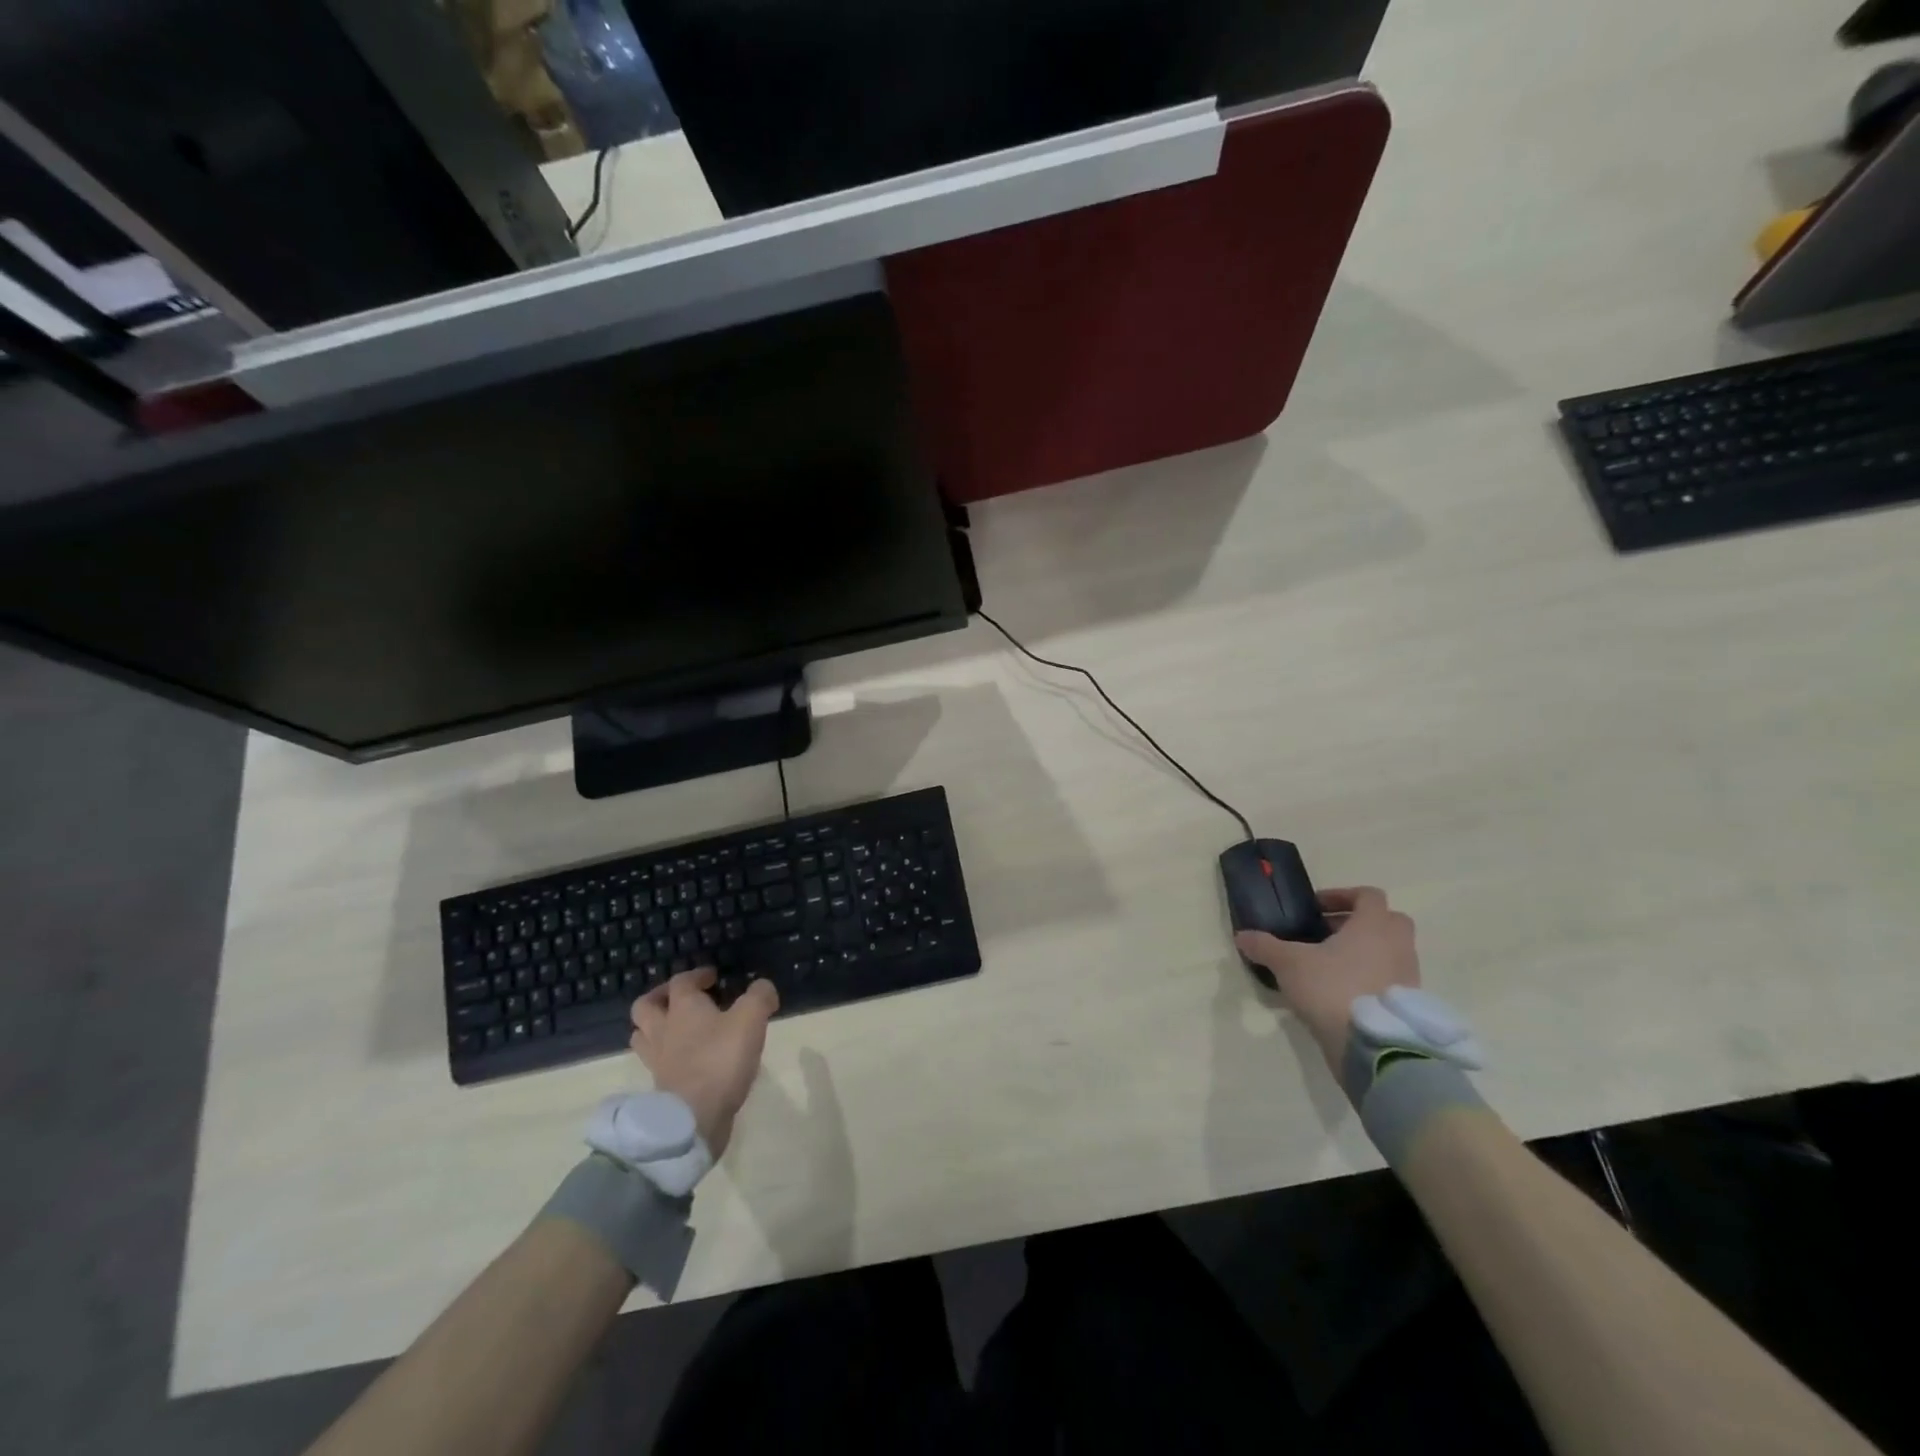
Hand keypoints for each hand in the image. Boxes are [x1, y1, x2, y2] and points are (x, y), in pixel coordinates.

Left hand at [628, 967, 778, 1156]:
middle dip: (660, 997)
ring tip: (677, 1028)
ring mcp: (657, 1061)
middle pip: (645, 1006)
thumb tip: (763, 986)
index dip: (696, 975)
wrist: (694, 1119)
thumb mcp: (751, 1019)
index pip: (681, 981)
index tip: (713, 977)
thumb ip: (759, 996)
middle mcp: (663, 1030)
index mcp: (683, 1008)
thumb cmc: (721, 1060)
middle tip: (681, 998)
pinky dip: (666, 1056)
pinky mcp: (660, 1087)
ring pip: (643, 1035)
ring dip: (655, 1026)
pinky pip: (655, 1063)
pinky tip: (686, 1059)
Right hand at [1235, 886, 1419, 1076]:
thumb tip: (1241, 935)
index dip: (1342, 895)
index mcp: (1373, 926)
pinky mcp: (1407, 1004)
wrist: (1371, 1045)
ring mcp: (1407, 976)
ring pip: (1391, 951)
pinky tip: (1341, 991)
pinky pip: (1390, 978)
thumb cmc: (1331, 988)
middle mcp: (1398, 946)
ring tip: (1331, 965)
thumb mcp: (1288, 963)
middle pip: (1388, 920)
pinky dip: (1371, 977)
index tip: (1316, 908)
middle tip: (1328, 934)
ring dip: (1366, 951)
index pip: (1368, 895)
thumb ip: (1264, 946)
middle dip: (1359, 922)